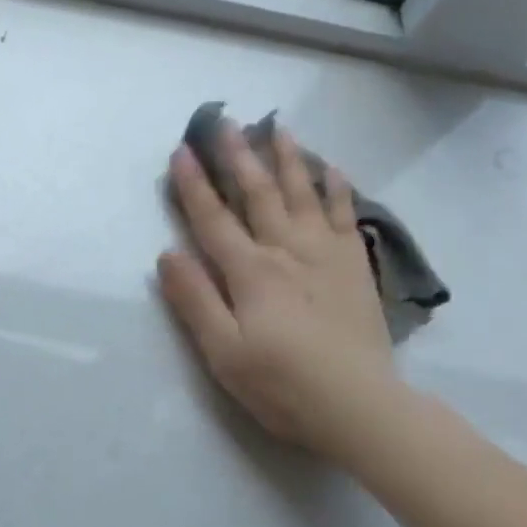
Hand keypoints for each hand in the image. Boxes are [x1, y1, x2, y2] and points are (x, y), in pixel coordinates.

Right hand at [158, 122, 401, 460]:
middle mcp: (287, 251)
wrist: (359, 405)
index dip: (194, 185)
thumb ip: (195, 299)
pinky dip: (336, 188)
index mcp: (250, 272)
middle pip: (258, 194)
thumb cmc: (281, 384)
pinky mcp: (353, 267)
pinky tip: (331, 168)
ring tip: (278, 128)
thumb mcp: (223, 351)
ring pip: (303, 194)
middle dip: (238, 155)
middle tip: (225, 120)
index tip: (181, 151)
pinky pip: (345, 215)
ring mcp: (325, 255)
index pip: (213, 219)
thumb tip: (168, 254)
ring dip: (287, 159)